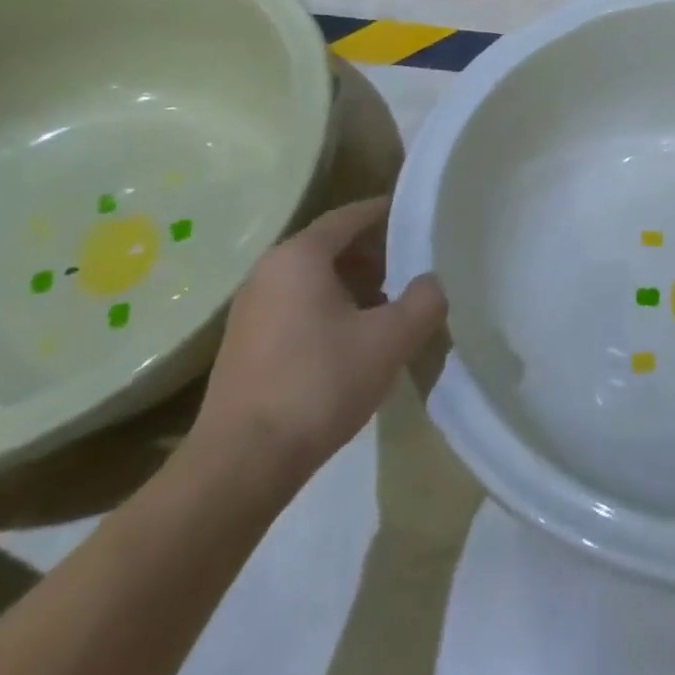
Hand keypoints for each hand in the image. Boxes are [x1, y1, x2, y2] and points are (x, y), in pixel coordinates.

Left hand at [191, 197, 446, 489]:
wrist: (243, 462)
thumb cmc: (320, 384)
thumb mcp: (391, 340)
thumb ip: (424, 301)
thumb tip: (432, 281)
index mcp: (299, 258)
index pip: (349, 216)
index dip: (386, 212)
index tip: (417, 215)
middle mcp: (268, 272)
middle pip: (330, 246)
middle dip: (374, 252)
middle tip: (413, 265)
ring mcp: (252, 309)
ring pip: (314, 279)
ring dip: (354, 283)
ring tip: (392, 305)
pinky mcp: (247, 344)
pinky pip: (298, 306)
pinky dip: (332, 307)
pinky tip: (357, 339)